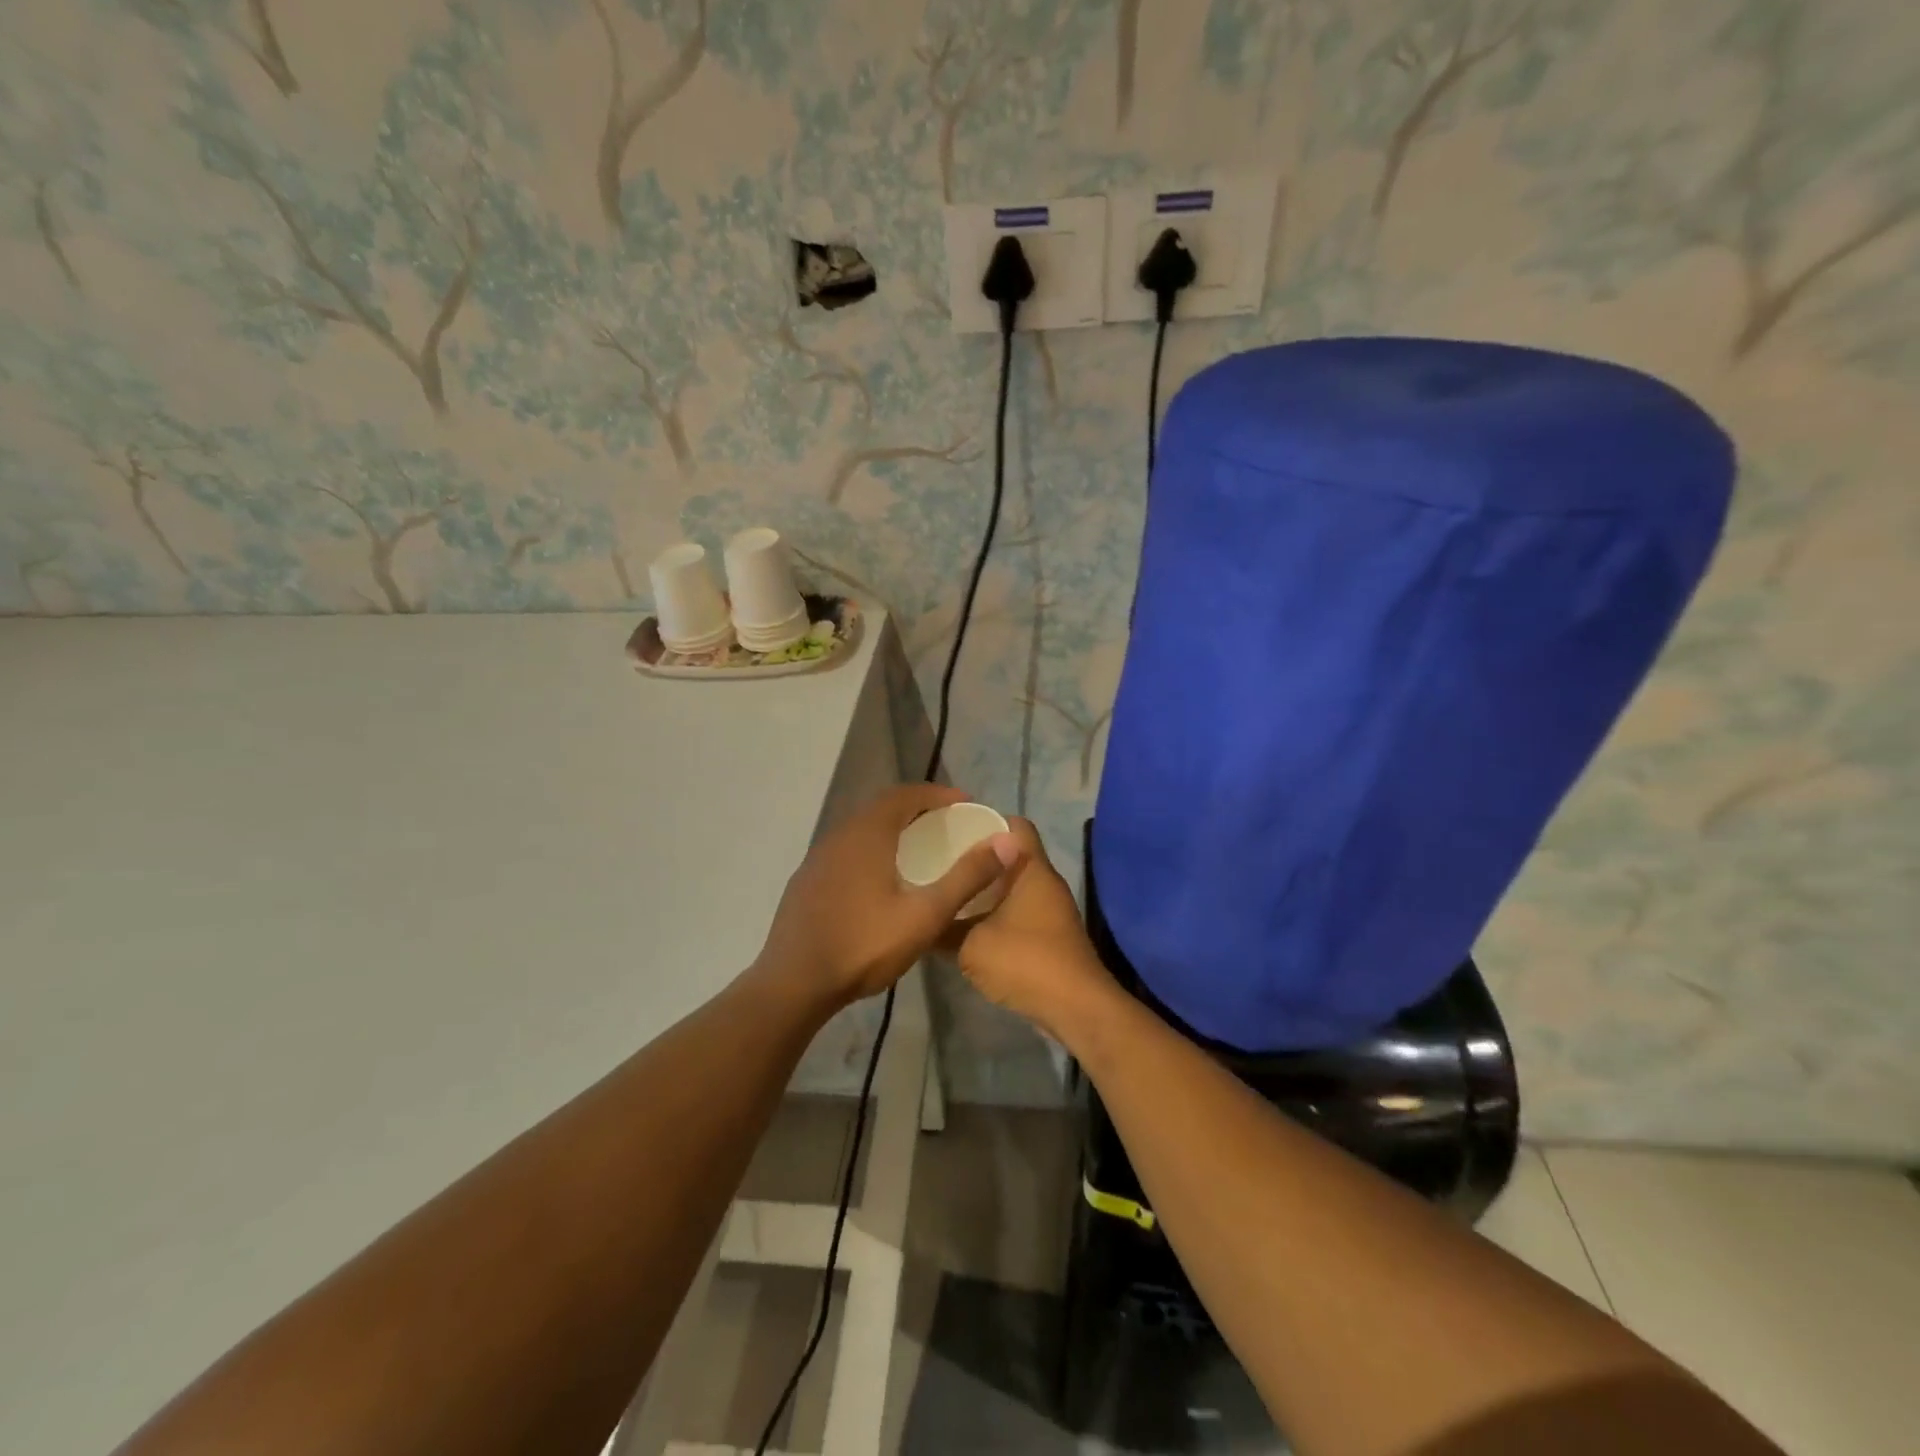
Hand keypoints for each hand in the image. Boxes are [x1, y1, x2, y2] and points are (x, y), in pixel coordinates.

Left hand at [757, 784, 1021, 1011]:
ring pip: (862, 829)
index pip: (906, 794)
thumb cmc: (863, 946)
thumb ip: (966, 878)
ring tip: (921, 851)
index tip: (966, 805)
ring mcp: (818, 858)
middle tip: (948, 826)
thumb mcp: (924, 915)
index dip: (938, 794)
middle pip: (883, 808)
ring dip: (893, 830)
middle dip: (918, 810)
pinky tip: (882, 881)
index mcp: (867, 833)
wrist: (792, 984)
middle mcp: (839, 835)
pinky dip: (872, 850)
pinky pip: (846, 850)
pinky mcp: (807, 881)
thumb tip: (1007, 843)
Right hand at [954, 817, 1113, 1042]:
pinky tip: (969, 926)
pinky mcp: (1051, 935)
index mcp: (1031, 869)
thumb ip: (943, 929)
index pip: (1015, 825)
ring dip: (987, 889)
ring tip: (950, 892)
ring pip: (1015, 886)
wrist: (1075, 1008)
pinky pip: (1020, 911)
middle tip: (942, 861)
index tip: (954, 829)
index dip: (986, 821)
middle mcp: (1045, 882)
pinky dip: (997, 913)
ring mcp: (1052, 910)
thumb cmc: (1024, 962)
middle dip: (980, 857)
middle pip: (1012, 855)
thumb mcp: (970, 946)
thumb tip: (922, 921)